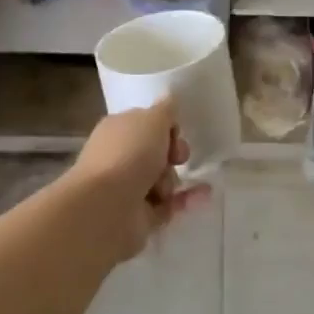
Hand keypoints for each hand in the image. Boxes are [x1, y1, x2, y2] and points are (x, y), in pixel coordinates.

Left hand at [69, 100, 209, 260]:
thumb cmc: (129, 153)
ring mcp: (129, 188)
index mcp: (118, 130)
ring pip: (164, 179)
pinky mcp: (141, 216)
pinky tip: (205, 194)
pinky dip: (187, 200)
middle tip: (176, 157)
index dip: (166, 126)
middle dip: (173, 153)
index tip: (174, 131)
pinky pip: (170, 205)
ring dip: (172, 180)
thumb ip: (166, 110)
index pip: (147, 123)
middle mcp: (120, 157)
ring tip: (164, 188)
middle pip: (158, 152)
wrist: (107, 207)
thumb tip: (169, 96)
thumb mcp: (153, 119)